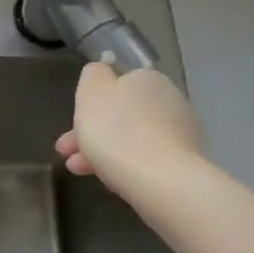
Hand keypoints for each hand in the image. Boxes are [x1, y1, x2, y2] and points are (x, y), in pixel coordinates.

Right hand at [56, 62, 205, 206]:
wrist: (161, 180)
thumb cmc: (117, 130)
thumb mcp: (91, 92)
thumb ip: (93, 75)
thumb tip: (102, 72)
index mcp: (147, 78)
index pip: (116, 85)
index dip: (90, 104)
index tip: (70, 124)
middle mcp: (169, 99)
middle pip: (122, 114)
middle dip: (93, 132)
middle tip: (67, 152)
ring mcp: (181, 132)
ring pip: (132, 138)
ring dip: (104, 151)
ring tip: (79, 171)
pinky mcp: (186, 162)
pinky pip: (147, 158)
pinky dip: (126, 165)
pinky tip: (110, 179)